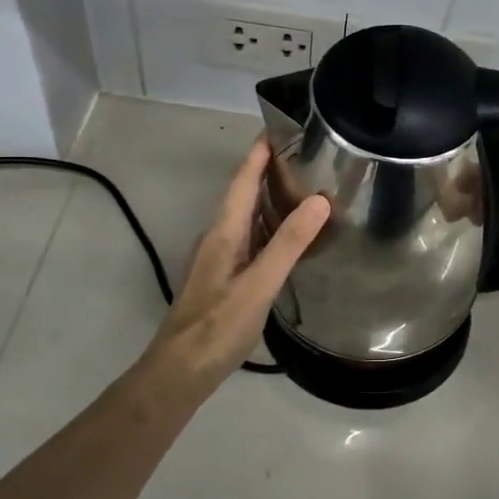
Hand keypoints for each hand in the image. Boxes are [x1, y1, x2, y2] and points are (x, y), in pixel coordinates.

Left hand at [136, 138, 328, 399]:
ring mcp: (219, 259)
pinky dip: (270, 226)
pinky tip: (289, 236)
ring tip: (305, 186)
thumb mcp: (258, 285)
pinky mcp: (224, 278)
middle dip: (269, 169)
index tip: (281, 125)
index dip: (259, 152)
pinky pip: (250, 238)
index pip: (242, 180)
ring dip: (270, 197)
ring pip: (247, 216)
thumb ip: (288, 244)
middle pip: (244, 193)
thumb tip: (319, 200)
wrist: (179, 373)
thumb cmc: (217, 327)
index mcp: (224, 232)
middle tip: (306, 153)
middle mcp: (219, 238)